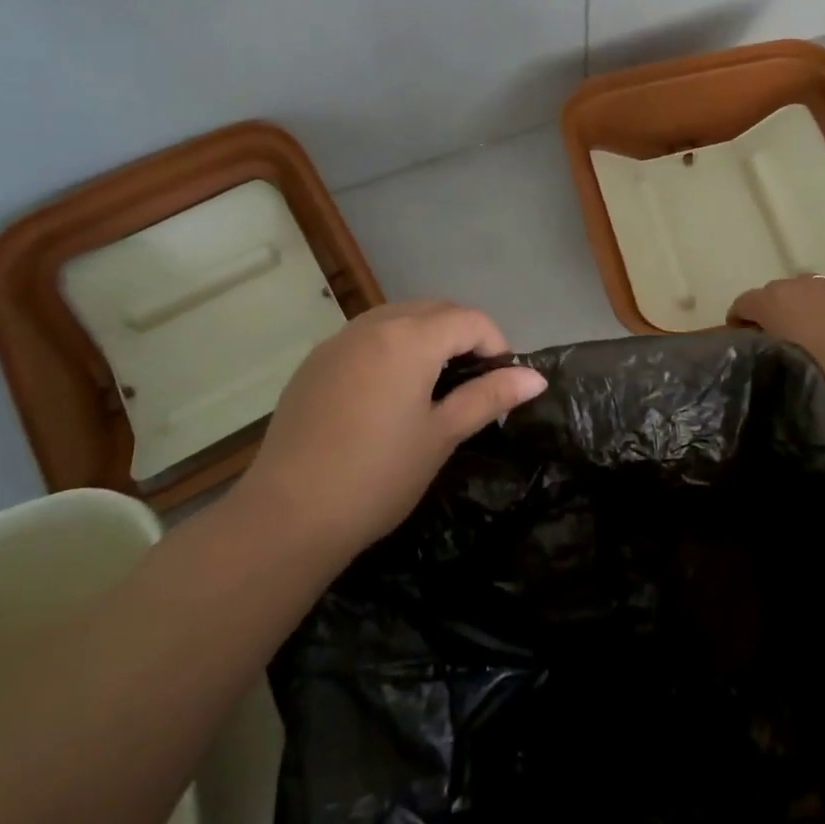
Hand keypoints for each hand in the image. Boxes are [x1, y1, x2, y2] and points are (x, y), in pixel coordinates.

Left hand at [244, 300, 546, 550]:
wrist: (289, 514)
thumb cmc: (378, 476)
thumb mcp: (441, 436)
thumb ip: (488, 397)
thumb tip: (535, 377)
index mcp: (409, 339)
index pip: (469, 319)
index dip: (496, 344)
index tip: (502, 382)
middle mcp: (372, 326)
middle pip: (433, 310)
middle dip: (462, 335)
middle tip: (473, 382)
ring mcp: (337, 341)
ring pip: (396, 318)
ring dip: (425, 337)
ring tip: (434, 385)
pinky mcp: (314, 363)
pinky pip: (365, 338)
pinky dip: (390, 348)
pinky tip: (387, 394)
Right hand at [727, 277, 824, 382]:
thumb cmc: (808, 372)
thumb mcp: (769, 357)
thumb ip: (757, 340)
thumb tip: (756, 335)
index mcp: (769, 300)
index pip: (743, 303)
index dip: (739, 320)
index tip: (744, 338)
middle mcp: (795, 283)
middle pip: (775, 292)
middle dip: (774, 310)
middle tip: (780, 334)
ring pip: (807, 288)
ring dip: (803, 302)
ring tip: (812, 327)